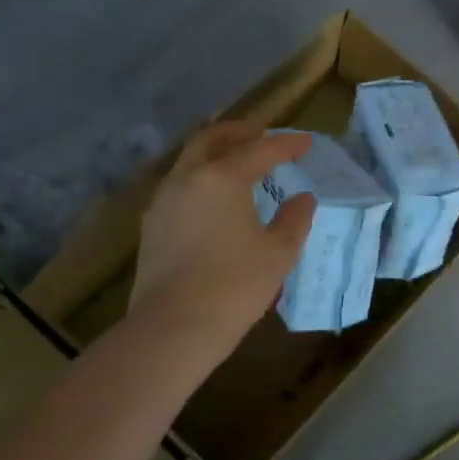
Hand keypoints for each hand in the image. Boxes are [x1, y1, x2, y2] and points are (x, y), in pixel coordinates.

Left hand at [130, 122, 315, 347]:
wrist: (173, 328)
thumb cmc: (235, 286)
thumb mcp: (278, 253)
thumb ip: (294, 219)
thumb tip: (302, 198)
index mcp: (222, 178)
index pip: (260, 150)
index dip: (287, 144)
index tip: (307, 143)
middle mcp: (188, 179)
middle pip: (212, 139)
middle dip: (240, 131)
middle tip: (262, 132)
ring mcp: (164, 201)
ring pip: (190, 160)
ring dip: (215, 151)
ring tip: (237, 159)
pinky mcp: (151, 225)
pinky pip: (179, 185)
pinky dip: (200, 177)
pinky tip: (213, 196)